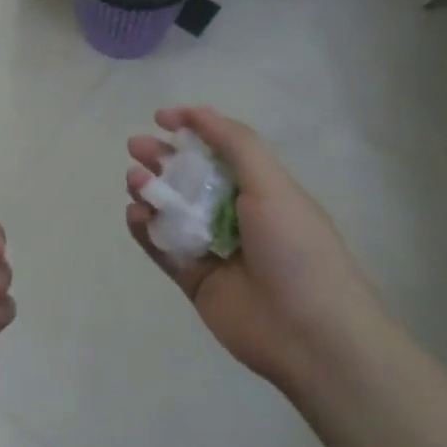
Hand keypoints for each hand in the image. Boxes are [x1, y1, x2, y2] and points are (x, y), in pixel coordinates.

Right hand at [127, 106, 376, 392]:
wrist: (311, 335)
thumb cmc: (296, 249)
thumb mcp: (272, 184)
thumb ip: (234, 143)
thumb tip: (197, 112)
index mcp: (259, 189)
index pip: (219, 149)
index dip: (191, 129)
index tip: (160, 118)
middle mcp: (233, 214)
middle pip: (188, 177)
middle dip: (161, 158)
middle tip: (135, 147)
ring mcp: (211, 247)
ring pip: (170, 210)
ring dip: (150, 190)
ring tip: (136, 182)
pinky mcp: (193, 279)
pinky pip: (161, 247)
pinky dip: (144, 229)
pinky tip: (136, 214)